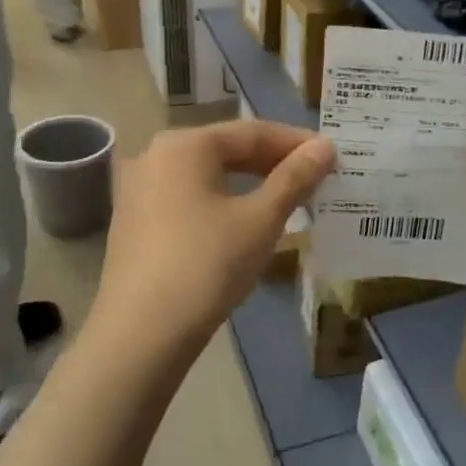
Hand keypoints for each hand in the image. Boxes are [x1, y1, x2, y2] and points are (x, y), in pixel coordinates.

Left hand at [96, 121, 334, 353]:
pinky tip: (244, 223)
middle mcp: (154, 155)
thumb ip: (295, 178)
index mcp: (185, 145)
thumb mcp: (261, 219)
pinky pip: (188, 198)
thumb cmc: (207, 264)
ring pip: (207, 175)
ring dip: (249, 184)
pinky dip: (222, 202)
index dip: (296, 143)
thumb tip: (325, 146)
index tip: (332, 157)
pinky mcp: (133, 222)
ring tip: (287, 200)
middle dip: (273, 163)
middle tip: (314, 179)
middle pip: (226, 150)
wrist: (142, 333)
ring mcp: (137, 190)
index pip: (252, 132)